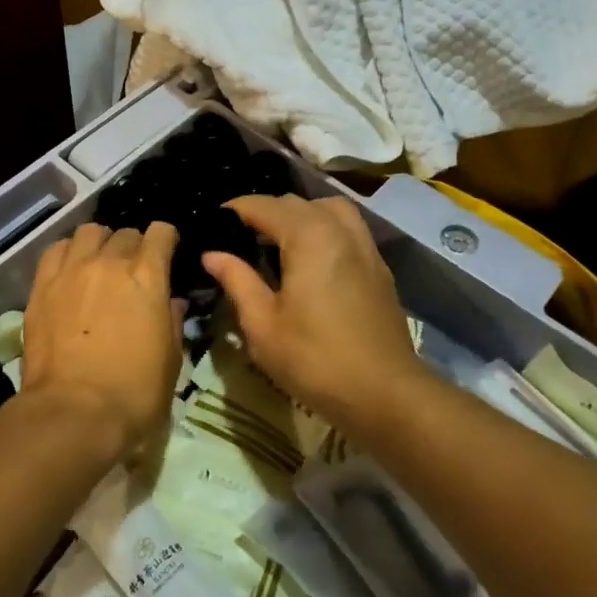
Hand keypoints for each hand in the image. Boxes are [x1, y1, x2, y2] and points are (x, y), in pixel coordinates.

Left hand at [21, 221, 182, 465]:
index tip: (167, 251)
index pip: (160, 233)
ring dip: (99, 243)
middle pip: (125, 233)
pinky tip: (70, 270)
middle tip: (132, 269)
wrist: (74, 413)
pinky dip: (68, 252)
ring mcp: (72, 271)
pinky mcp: (41, 286)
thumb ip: (171, 321)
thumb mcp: (170, 360)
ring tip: (99, 262)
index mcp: (148, 277)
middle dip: (133, 246)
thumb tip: (171, 302)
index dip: (166, 239)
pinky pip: (56, 250)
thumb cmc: (134, 393)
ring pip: (88, 232)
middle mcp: (109, 262)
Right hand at [201, 195, 427, 427]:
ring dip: (300, 215)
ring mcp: (365, 246)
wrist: (384, 393)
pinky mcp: (379, 267)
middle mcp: (339, 229)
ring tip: (278, 242)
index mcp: (308, 236)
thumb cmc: (315, 359)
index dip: (234, 210)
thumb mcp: (262, 325)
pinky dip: (325, 229)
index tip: (212, 223)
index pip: (263, 206)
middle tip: (238, 238)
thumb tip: (212, 254)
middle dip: (265, 212)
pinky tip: (311, 260)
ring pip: (328, 209)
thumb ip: (237, 281)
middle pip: (296, 203)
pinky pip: (348, 229)